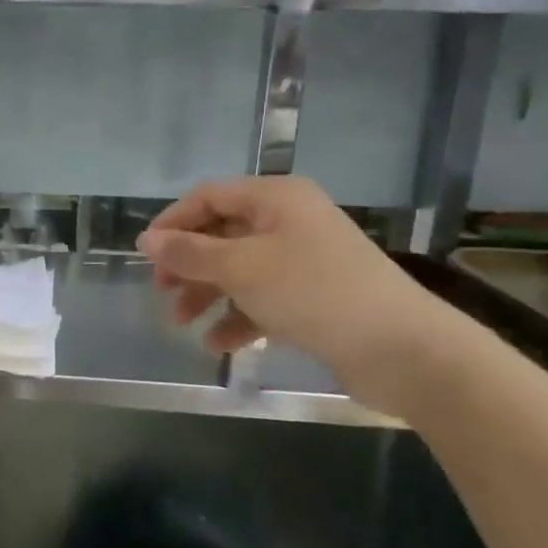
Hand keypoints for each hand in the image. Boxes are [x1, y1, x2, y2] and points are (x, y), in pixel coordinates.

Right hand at [138, 176, 458, 398]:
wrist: (403, 349)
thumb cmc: (313, 292)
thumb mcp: (242, 268)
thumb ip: (190, 253)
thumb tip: (146, 239)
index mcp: (276, 199)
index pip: (209, 197)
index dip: (173, 222)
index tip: (145, 254)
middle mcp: (289, 222)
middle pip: (222, 234)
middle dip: (189, 264)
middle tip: (162, 291)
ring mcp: (304, 260)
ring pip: (239, 270)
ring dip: (208, 294)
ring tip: (183, 323)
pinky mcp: (314, 297)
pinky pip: (263, 299)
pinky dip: (239, 318)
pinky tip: (219, 345)